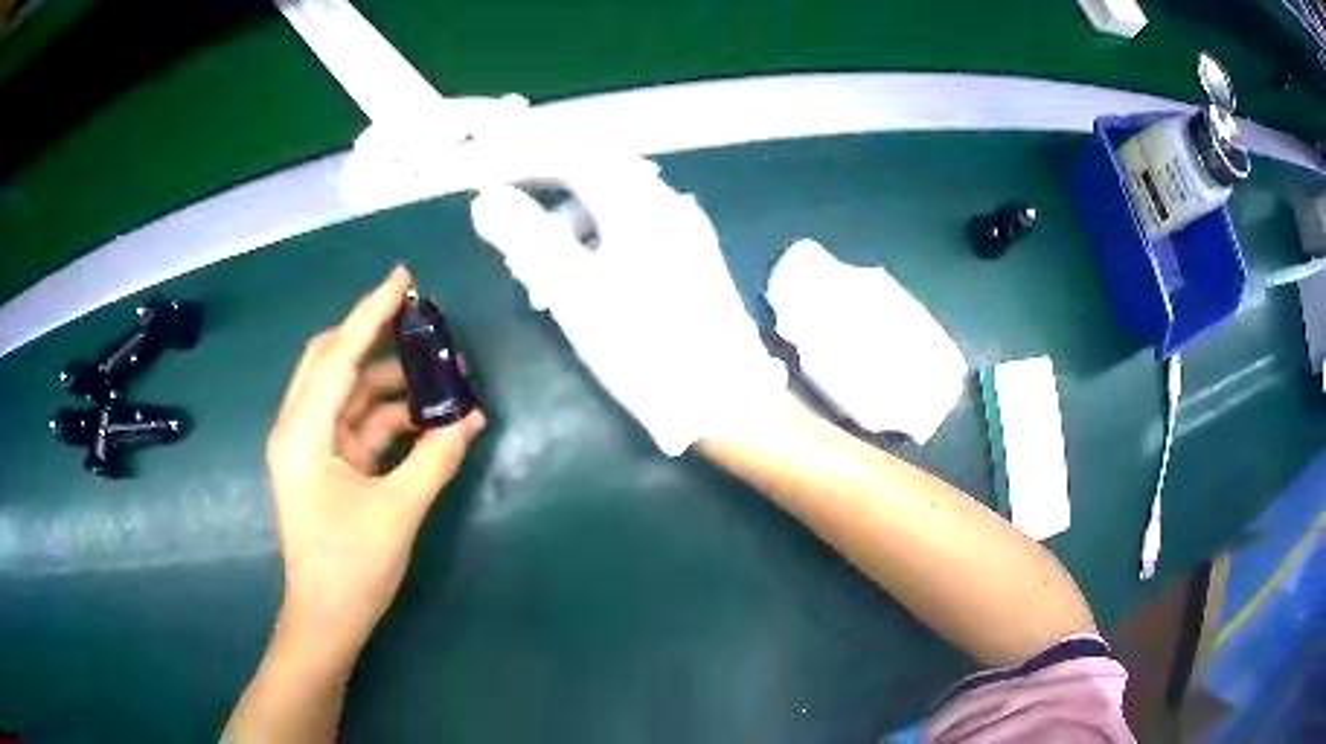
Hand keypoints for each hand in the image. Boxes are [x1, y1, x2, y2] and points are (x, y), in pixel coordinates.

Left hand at [265, 266, 485, 652]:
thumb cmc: (351, 570)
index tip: (404, 278)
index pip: (337, 357)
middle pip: (331, 362)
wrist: (326, 621)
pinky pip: (355, 424)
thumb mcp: (397, 513)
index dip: (371, 313)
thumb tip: (470, 418)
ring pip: (346, 393)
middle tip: (420, 322)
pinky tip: (424, 416)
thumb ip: (434, 460)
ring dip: (388, 382)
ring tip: (437, 375)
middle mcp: (297, 431)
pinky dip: (387, 416)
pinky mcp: (323, 466)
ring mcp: (309, 448)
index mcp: (302, 436)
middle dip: (374, 338)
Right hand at [470, 163, 784, 454]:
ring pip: (609, 210)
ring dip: (566, 231)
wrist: (723, 399)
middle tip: (508, 226)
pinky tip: (578, 289)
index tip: (486, 175)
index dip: (524, 158)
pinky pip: (629, 234)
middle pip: (592, 177)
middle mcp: (665, 204)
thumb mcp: (574, 291)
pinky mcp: (689, 260)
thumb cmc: (645, 346)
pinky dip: (593, 249)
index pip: (574, 155)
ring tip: (537, 282)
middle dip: (543, 196)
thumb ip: (527, 238)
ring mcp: (683, 232)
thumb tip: (485, 200)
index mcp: (639, 204)